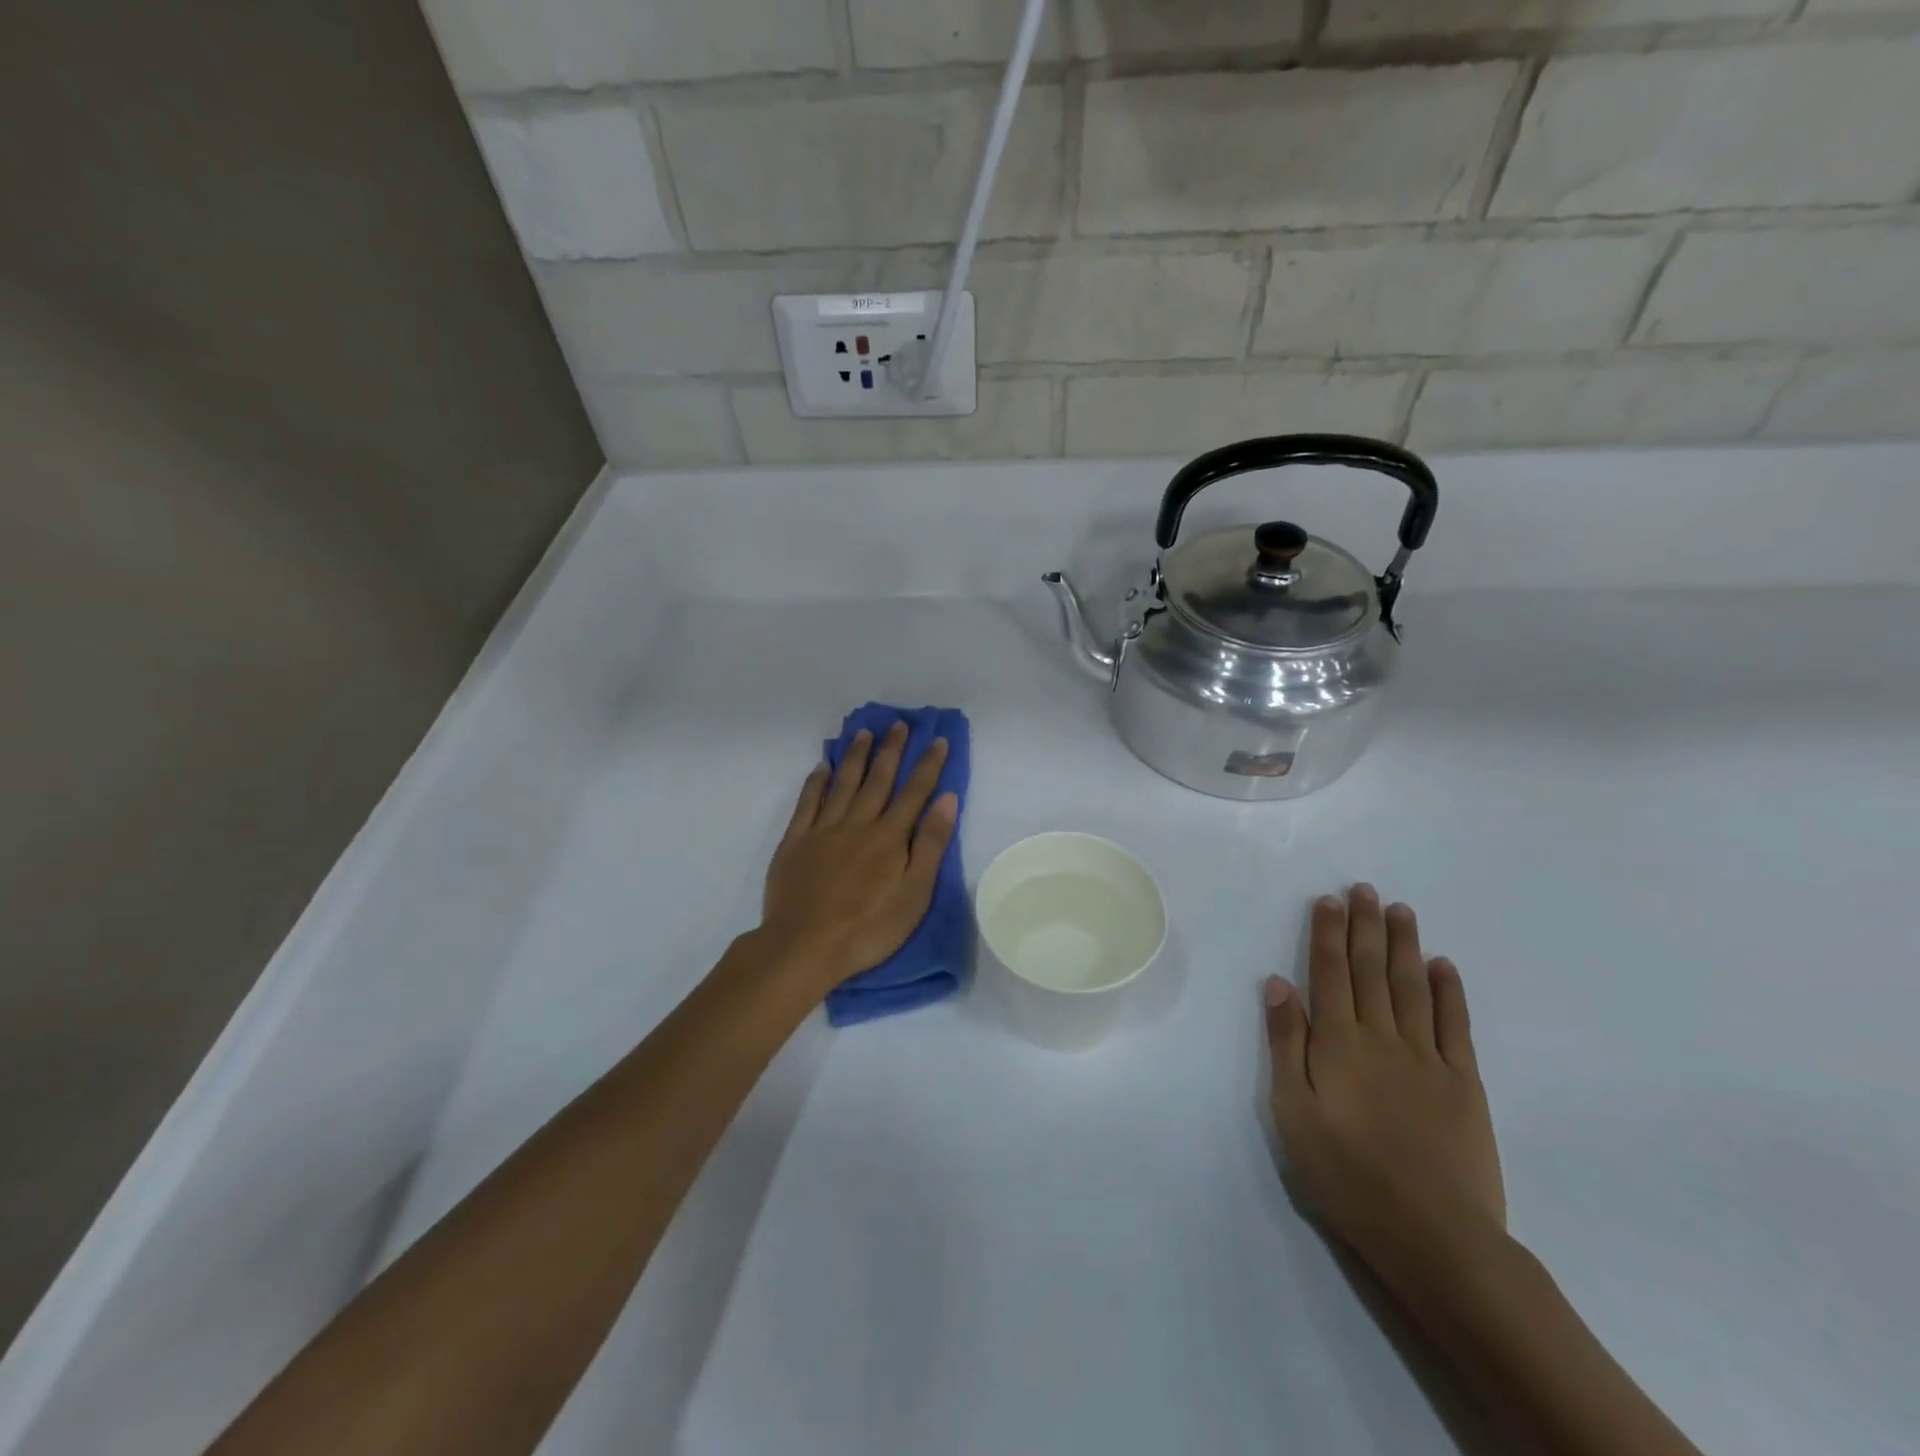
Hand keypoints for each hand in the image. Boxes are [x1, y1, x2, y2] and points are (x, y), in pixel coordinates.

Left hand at [761, 722, 958, 994]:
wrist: (804, 946)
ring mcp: (823, 830)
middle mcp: (857, 823)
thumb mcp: (914, 894)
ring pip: (843, 783)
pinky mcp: (795, 841)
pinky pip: (807, 802)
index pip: (914, 792)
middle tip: (898, 724)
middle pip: (878, 779)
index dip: (928, 765)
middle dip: (891, 750)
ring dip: (856, 757)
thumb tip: (947, 799)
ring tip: (864, 733)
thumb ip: (930, 844)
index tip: (937, 740)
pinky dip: (816, 781)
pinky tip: (822, 766)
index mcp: (889, 837)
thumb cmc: (868, 928)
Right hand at [1264, 885, 1504, 1288]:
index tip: (1329, 900)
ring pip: (1412, 987)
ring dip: (1404, 945)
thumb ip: (1285, 1043)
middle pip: (1371, 970)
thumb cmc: (1345, 1173)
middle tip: (1364, 889)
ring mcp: (1427, 1058)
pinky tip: (1444, 965)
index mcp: (1337, 1042)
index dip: (1327, 934)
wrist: (1434, 1236)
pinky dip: (1450, 991)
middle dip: (1365, 926)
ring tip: (1400, 910)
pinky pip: (1456, 1026)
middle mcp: (1381, 1036)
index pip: (1328, 973)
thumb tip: (1277, 984)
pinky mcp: (1464, 1083)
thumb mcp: (1292, 1111)